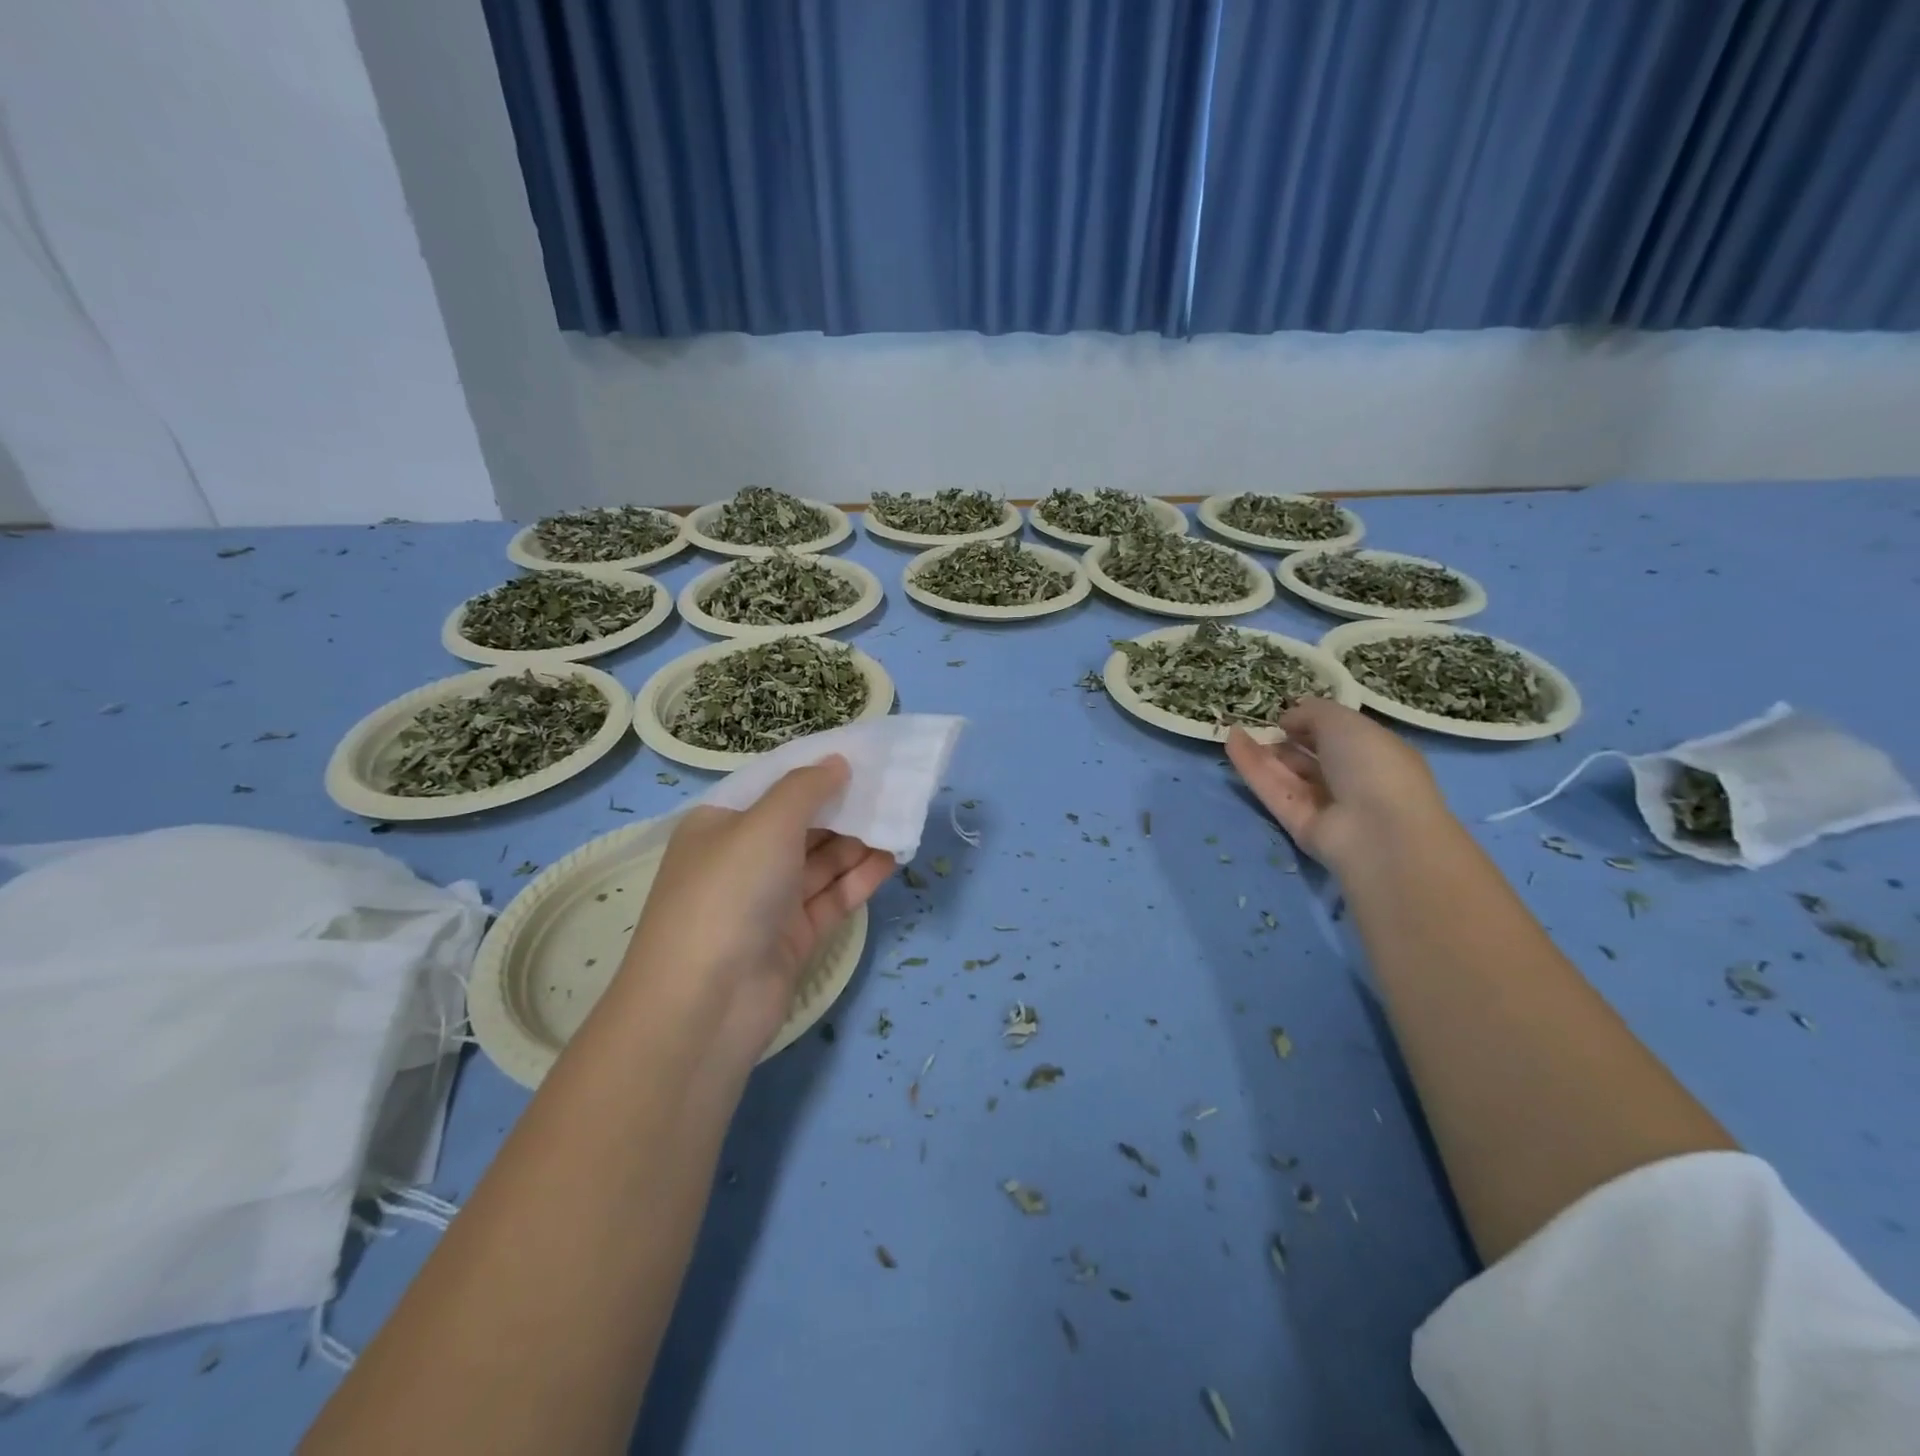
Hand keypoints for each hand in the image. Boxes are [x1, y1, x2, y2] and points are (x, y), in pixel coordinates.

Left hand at [618, 756, 894, 1062]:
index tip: (861, 756)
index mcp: (721, 824)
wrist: (706, 1004)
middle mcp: (742, 859)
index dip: (815, 771)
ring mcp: (768, 901)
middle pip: (802, 824)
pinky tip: (892, 857)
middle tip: (892, 788)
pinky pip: (832, 897)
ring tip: (901, 818)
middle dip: (844, 806)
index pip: (773, 788)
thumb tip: (838, 762)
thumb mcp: (766, 823)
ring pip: (821, 861)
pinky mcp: (793, 937)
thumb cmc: (730, 892)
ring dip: (858, 841)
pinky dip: (860, 877)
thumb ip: (806, 788)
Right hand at [1226, 698, 1450, 869]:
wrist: (1377, 830)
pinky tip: (1232, 741)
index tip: (1287, 714)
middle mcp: (1351, 780)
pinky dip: (1252, 767)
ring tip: (1235, 728)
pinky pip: (1273, 791)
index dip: (1313, 723)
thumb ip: (1312, 712)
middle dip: (1286, 740)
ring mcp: (1324, 805)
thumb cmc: (1371, 764)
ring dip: (1262, 752)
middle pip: (1311, 757)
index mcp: (1375, 753)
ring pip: (1287, 774)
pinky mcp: (1298, 824)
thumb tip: (1288, 718)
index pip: (1340, 736)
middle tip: (1260, 725)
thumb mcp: (1343, 721)